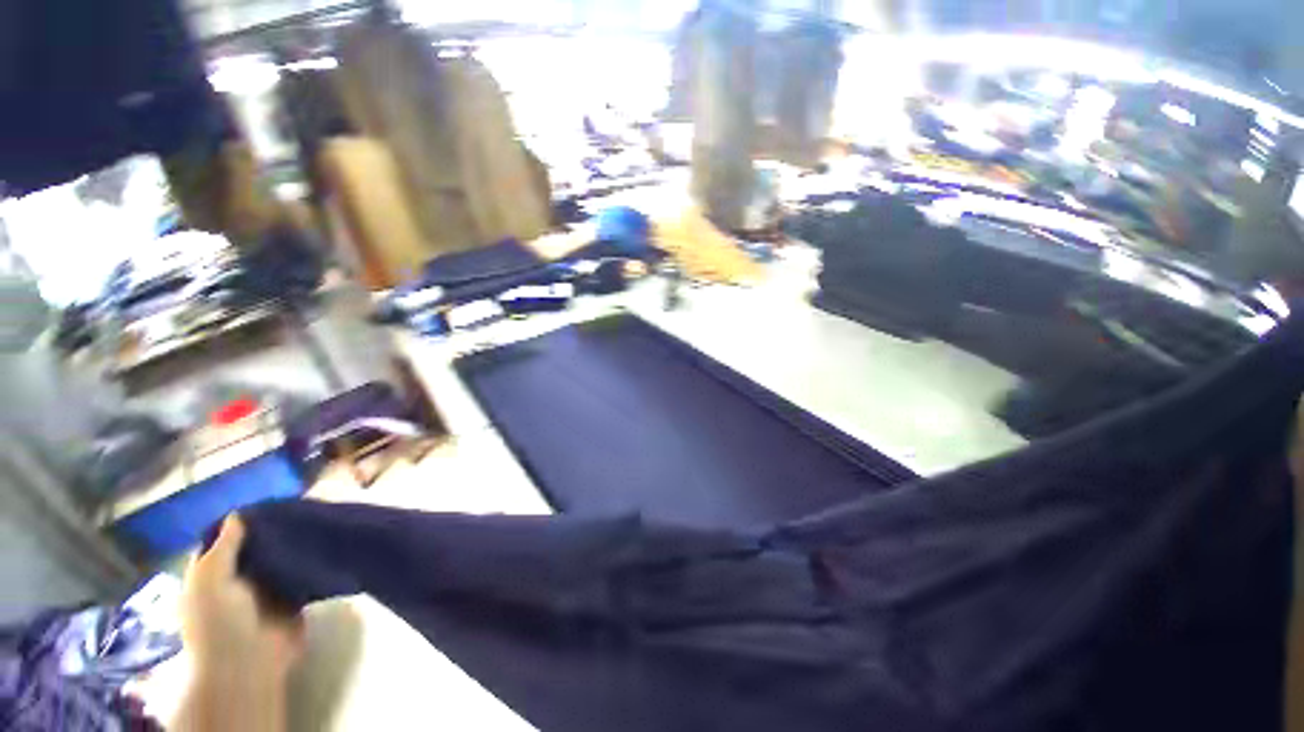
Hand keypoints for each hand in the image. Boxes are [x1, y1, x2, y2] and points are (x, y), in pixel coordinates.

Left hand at [182, 515, 304, 688]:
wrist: (250, 662)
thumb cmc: (219, 620)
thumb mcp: (211, 579)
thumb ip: (224, 547)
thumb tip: (239, 513)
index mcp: (212, 574)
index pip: (222, 541)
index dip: (238, 523)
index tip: (263, 502)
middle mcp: (238, 578)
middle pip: (255, 547)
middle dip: (273, 529)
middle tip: (297, 505)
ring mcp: (267, 589)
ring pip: (281, 557)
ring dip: (294, 543)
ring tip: (316, 518)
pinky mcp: (293, 596)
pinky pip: (302, 572)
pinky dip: (311, 559)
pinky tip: (325, 541)